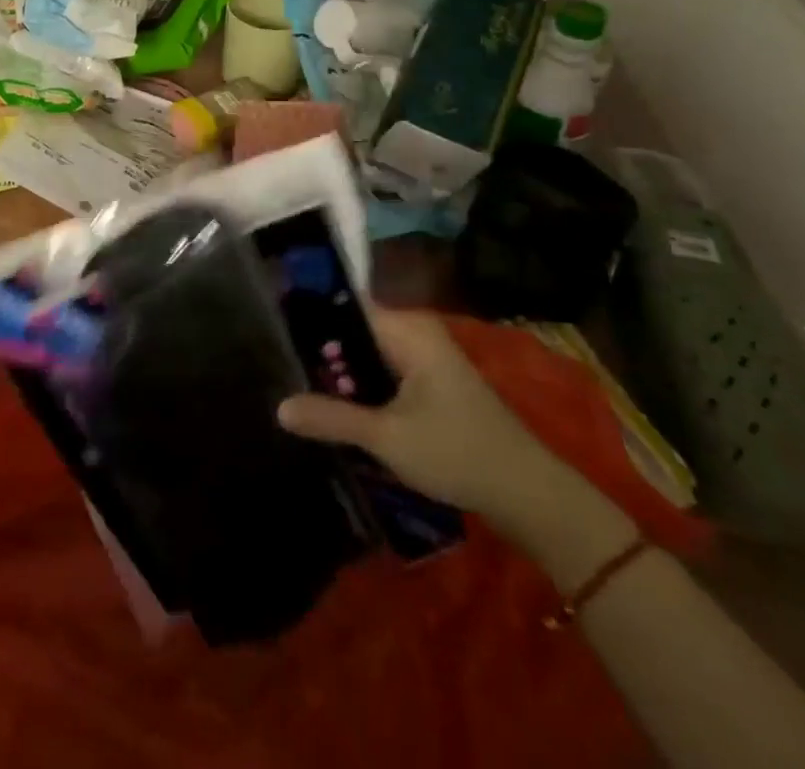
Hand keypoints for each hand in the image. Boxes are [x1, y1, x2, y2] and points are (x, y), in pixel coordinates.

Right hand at [276, 307, 567, 521]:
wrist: (529, 495)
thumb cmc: (457, 453)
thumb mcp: (386, 437)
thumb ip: (331, 418)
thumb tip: (278, 407)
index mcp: (407, 329)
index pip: (344, 308)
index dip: (310, 322)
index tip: (276, 340)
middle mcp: (415, 333)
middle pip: (353, 332)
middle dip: (324, 357)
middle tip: (287, 380)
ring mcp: (425, 359)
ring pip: (367, 356)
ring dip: (342, 378)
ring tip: (304, 396)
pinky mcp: (430, 385)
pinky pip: (383, 374)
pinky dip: (363, 390)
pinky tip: (340, 412)